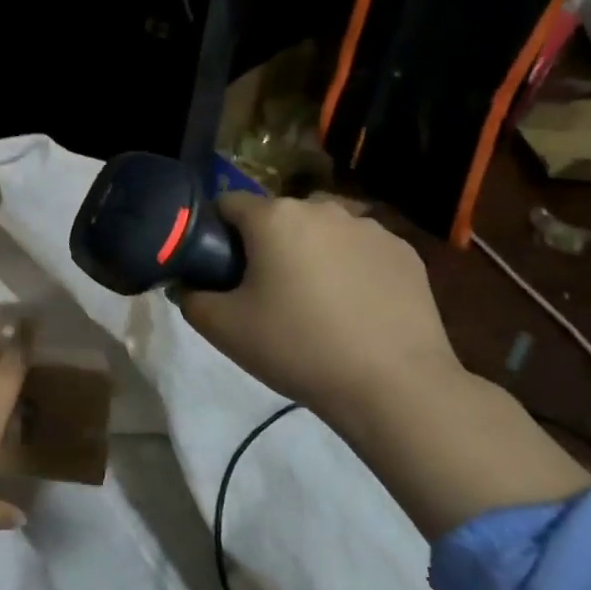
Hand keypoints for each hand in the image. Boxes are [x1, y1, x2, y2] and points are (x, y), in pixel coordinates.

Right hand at [176, 192, 464, 435]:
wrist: (393, 385)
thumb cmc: (297, 347)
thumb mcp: (223, 329)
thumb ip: (190, 297)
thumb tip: (186, 283)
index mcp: (274, 217)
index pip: (228, 204)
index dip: (215, 233)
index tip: (219, 269)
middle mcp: (322, 208)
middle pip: (277, 217)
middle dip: (265, 244)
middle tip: (264, 293)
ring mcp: (370, 227)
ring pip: (321, 232)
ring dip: (309, 254)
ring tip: (314, 304)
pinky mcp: (404, 252)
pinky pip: (360, 250)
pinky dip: (350, 268)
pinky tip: (354, 309)